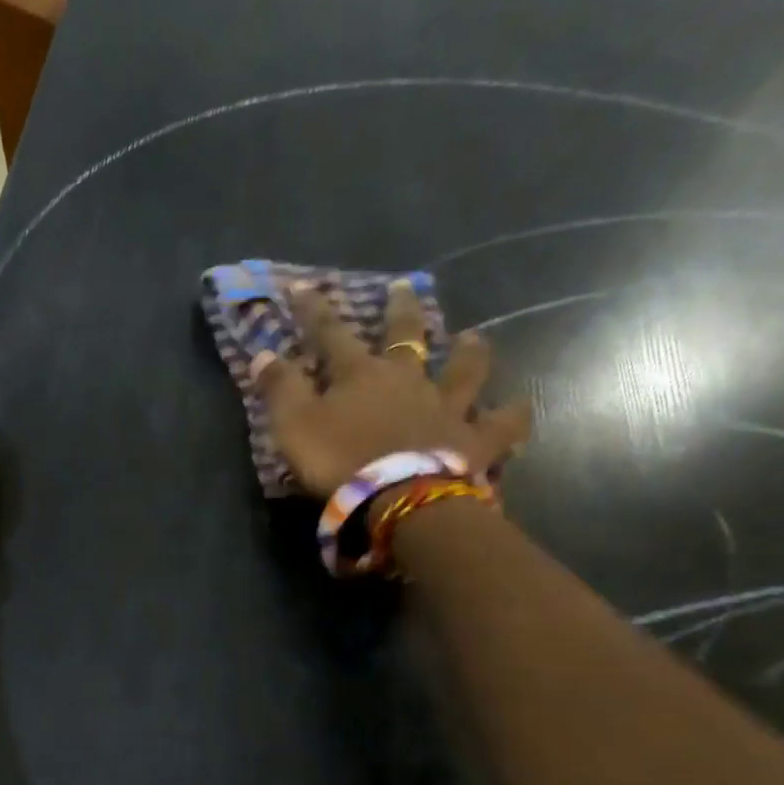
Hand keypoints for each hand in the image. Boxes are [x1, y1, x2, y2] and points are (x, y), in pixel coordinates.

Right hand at [253, 281, 531, 497]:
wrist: (399, 497)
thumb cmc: (340, 460)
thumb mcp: (294, 425)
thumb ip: (279, 389)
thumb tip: (263, 353)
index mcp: (360, 374)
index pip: (330, 334)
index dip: (314, 311)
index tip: (302, 287)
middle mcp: (408, 380)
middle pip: (407, 337)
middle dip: (401, 311)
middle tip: (405, 286)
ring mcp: (447, 407)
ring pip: (464, 370)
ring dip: (470, 352)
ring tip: (475, 338)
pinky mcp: (474, 440)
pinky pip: (501, 424)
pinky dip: (512, 415)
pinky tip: (520, 408)